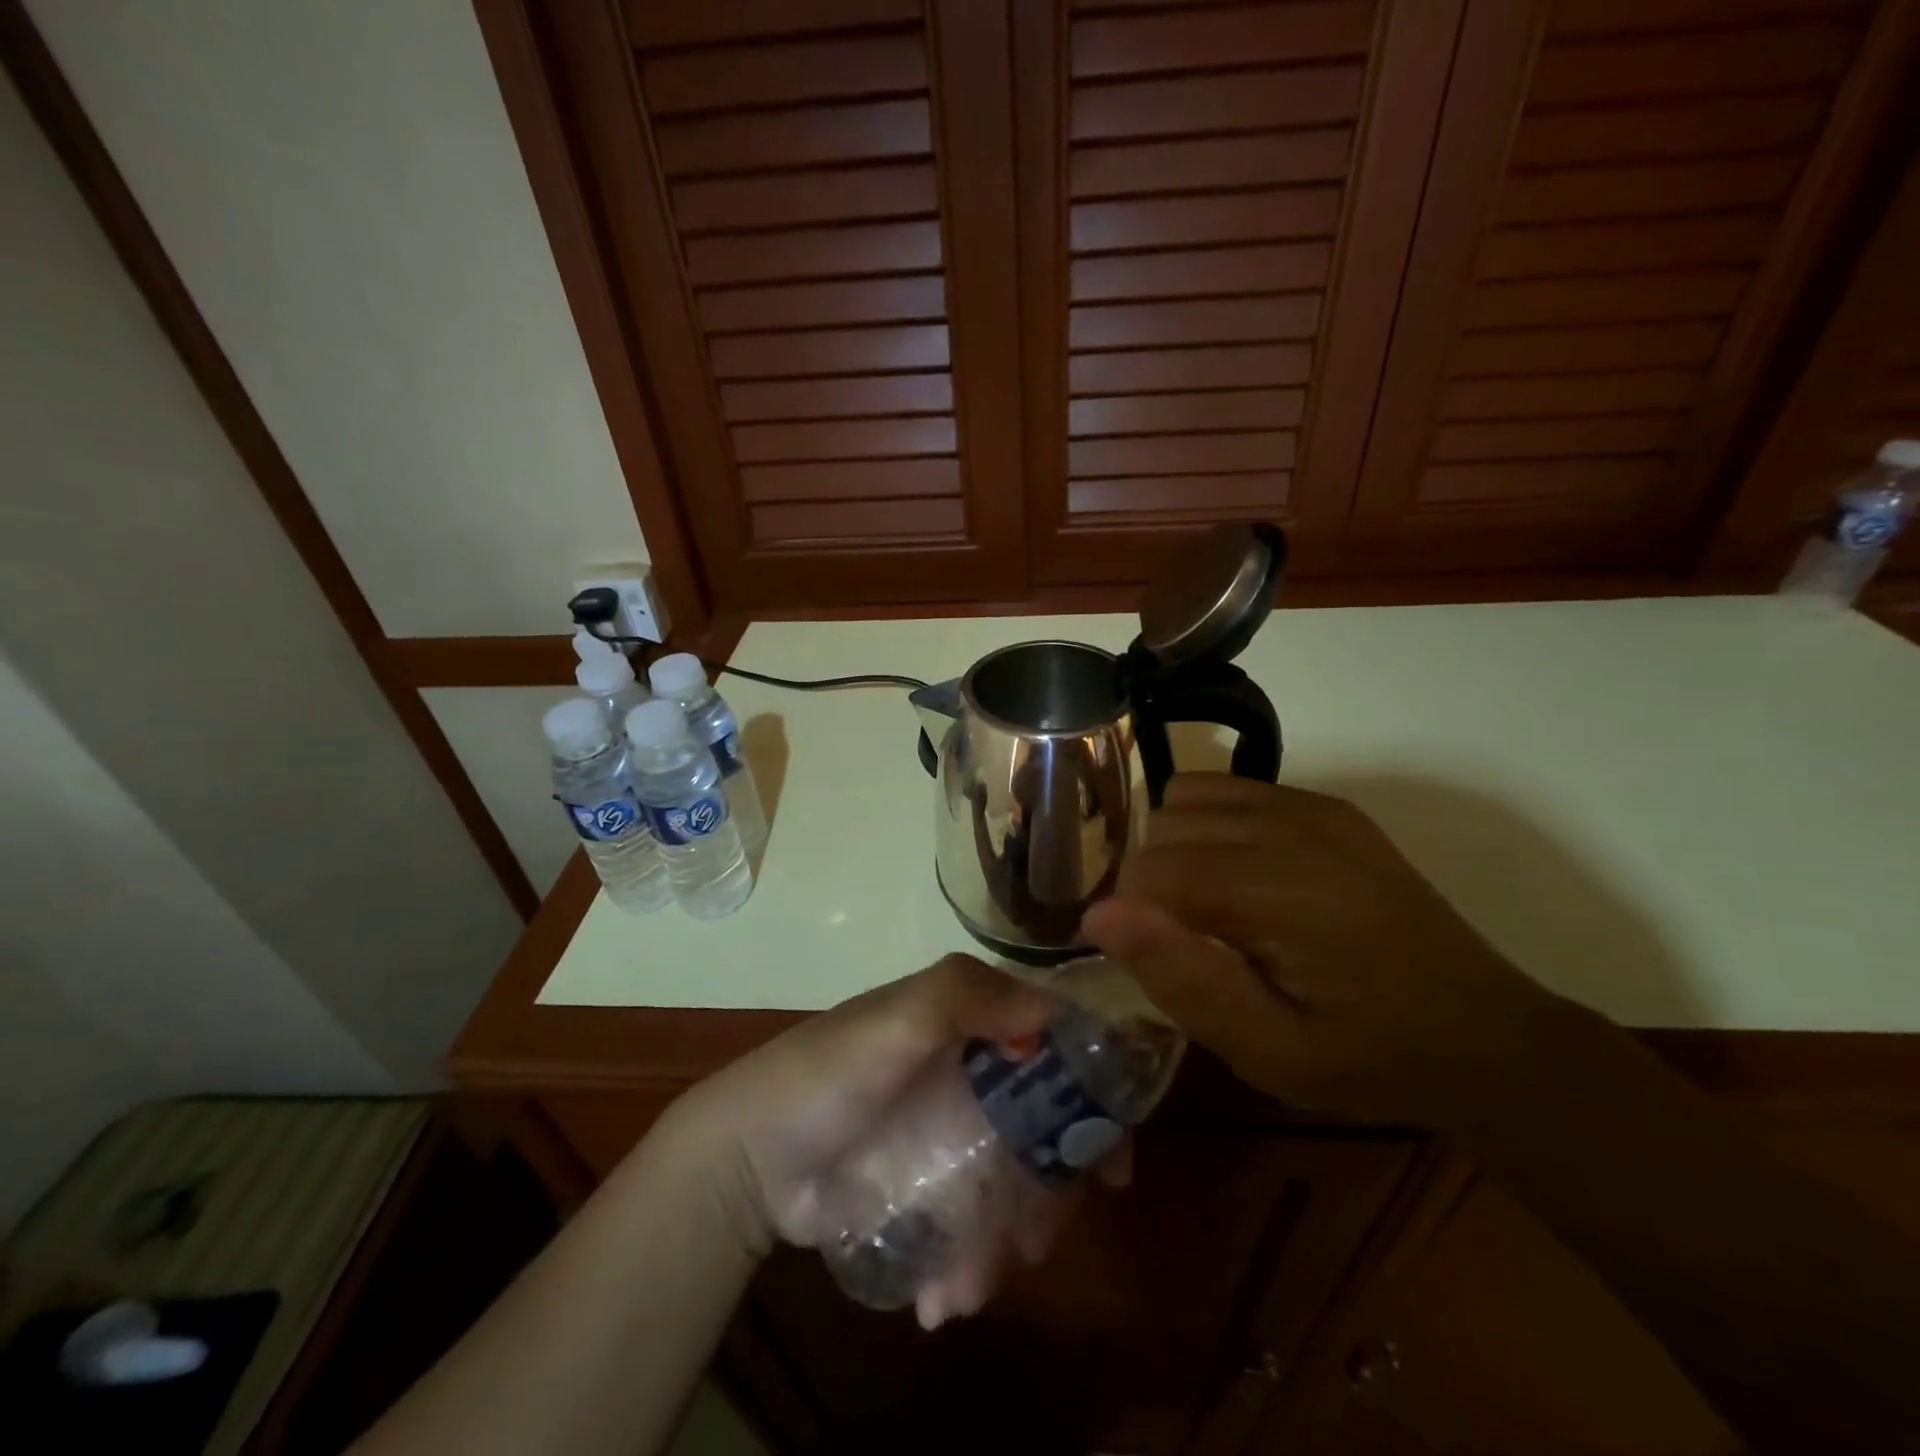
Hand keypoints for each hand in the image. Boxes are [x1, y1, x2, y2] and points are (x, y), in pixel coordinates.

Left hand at [663, 955, 1126, 1326]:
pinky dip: (972, 1264)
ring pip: (1016, 1187)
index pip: (1057, 1046)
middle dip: (1052, 1192)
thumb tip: (1055, 1012)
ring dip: (1007, 1244)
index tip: (1111, 1161)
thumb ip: (964, 998)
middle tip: (1034, 1240)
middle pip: (1047, 1130)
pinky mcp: (932, 1187)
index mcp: (975, 1022)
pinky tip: (942, 1297)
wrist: (750, 1155)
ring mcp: (955, 1134)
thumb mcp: (894, 1020)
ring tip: (970, 1284)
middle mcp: (975, 1073)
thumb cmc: (827, 1073)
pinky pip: (977, 1225)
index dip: (1094, 1097)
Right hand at [1082, 775, 1563, 1126]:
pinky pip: (1227, 788)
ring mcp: (1313, 806)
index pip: (1150, 870)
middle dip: (1152, 883)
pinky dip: (1208, 824)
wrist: (1485, 1035)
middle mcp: (1293, 826)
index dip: (1134, 918)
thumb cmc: (1369, 1056)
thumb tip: (1100, 914)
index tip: (1157, 960)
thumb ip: (1183, 979)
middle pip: (1163, 825)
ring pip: (1186, 798)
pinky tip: (1237, 874)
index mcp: (1282, 888)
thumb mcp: (1270, 1051)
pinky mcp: (1326, 805)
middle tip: (1186, 941)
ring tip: (1207, 907)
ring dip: (1176, 848)